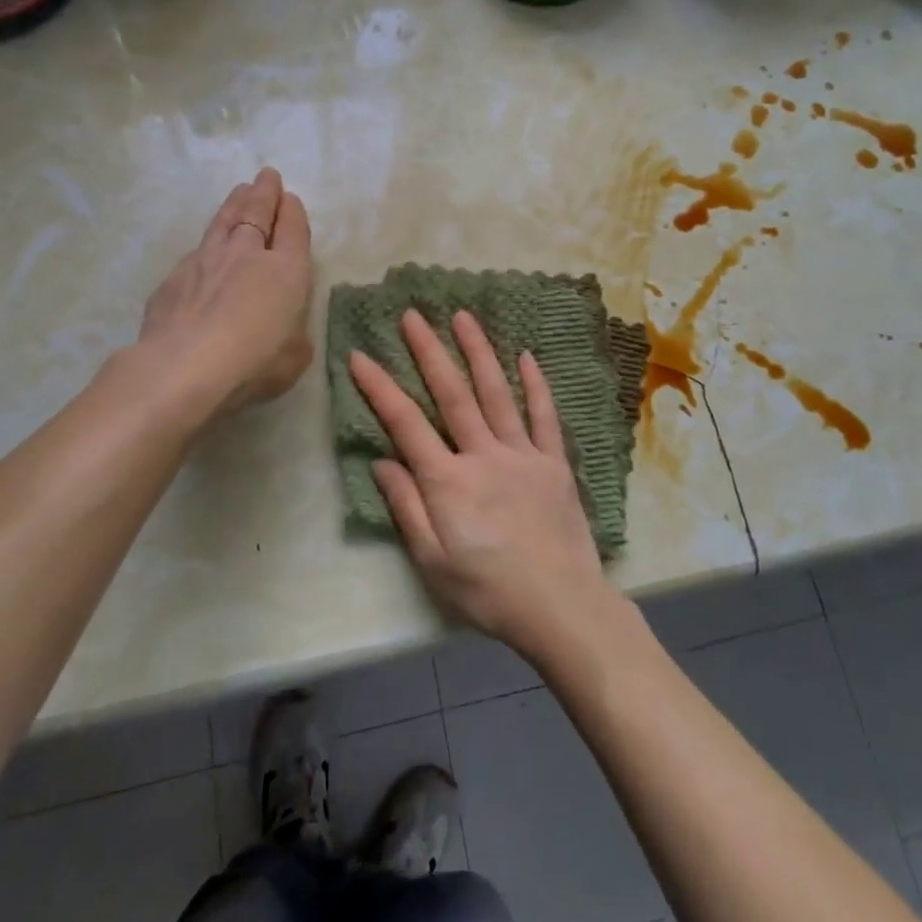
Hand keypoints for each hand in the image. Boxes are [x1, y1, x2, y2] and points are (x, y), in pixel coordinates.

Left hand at [137, 168, 313, 417]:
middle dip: (265, 192)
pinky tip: (205, 248)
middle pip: (257, 212)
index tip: (290, 199)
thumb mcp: (295, 355)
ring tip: (240, 190)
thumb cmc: (254, 364)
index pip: (293, 229)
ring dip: (234, 203)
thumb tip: (285, 326)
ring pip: (224, 221)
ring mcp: (206, 261)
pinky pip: (196, 251)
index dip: (293, 212)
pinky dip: (207, 244)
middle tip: (267, 176)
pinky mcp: (174, 277)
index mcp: (287, 270)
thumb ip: (293, 333)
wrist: (184, 368)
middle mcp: (247, 254)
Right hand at [349, 309, 615, 660]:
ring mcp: (523, 454)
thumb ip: (406, 506)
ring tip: (463, 317)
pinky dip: (535, 385)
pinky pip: (544, 417)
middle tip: (412, 315)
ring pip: (497, 393)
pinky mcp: (554, 463)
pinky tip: (526, 357)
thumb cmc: (487, 591)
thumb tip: (382, 460)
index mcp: (448, 481)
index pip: (405, 423)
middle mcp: (483, 455)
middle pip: (452, 394)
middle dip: (429, 351)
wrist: (560, 606)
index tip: (360, 355)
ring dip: (478, 353)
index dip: (380, 388)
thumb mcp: (432, 561)